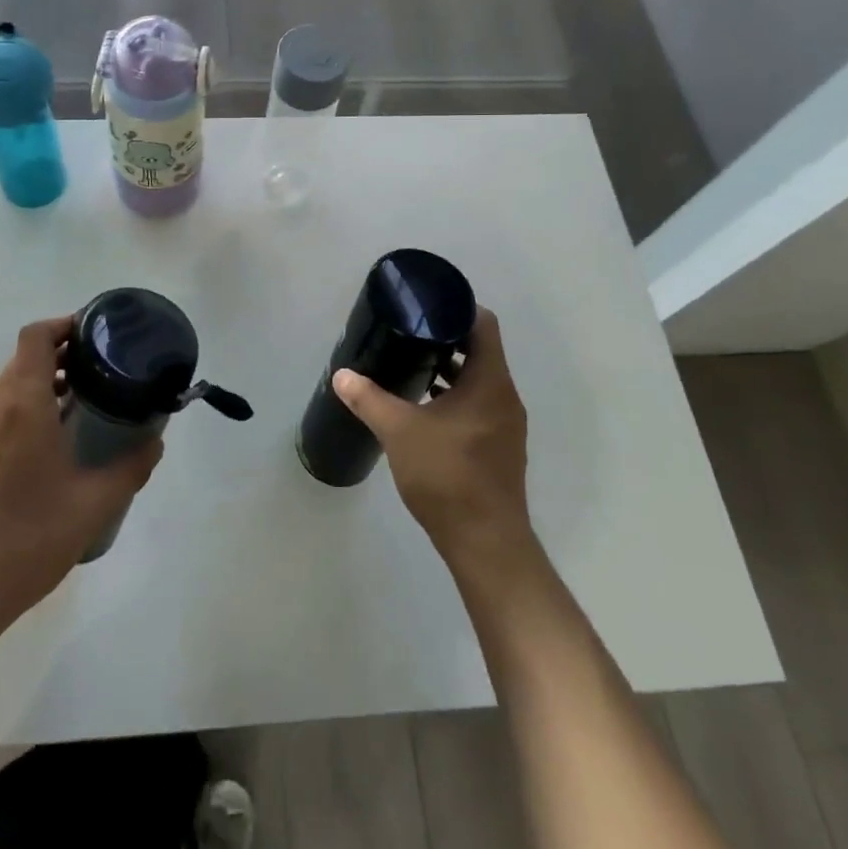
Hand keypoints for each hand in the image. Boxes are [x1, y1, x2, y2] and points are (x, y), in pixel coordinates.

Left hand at [0, 317, 161, 644]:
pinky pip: (0, 413)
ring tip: (85, 402)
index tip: (97, 333)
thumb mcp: (93, 505)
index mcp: (22, 406)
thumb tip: (155, 441)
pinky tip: (54, 443)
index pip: (35, 337)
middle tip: (103, 368)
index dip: (65, 324)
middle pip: (24, 358)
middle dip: (63, 354)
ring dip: (45, 382)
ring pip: (10, 386)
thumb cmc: (27, 540)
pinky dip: (28, 408)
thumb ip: (130, 467)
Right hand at [331, 308, 536, 573]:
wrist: (485, 543)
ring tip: (411, 363)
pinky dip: (455, 395)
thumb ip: (369, 399)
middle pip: (481, 350)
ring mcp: (505, 424)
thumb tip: (342, 375)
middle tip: (409, 331)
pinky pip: (479, 404)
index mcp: (489, 382)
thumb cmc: (447, 477)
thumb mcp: (400, 432)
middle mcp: (504, 396)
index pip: (483, 324)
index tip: (425, 305)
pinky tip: (424, 406)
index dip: (457, 307)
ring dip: (450, 369)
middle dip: (446, 338)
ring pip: (480, 379)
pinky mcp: (500, 446)